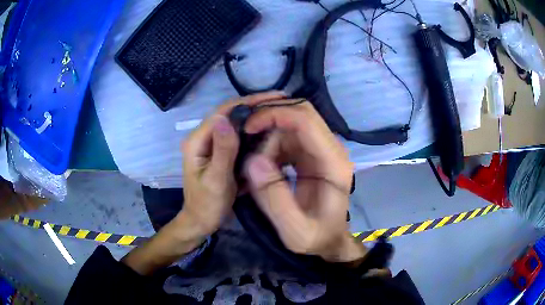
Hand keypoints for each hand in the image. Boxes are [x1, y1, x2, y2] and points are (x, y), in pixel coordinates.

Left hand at [122, 92, 285, 274]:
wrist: (201, 222)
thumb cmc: (207, 205)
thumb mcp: (216, 180)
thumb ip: (222, 150)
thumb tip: (226, 118)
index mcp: (197, 140)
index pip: (224, 112)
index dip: (249, 102)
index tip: (275, 97)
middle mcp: (203, 137)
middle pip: (230, 114)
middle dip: (255, 106)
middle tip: (282, 102)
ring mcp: (212, 144)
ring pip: (235, 124)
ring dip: (256, 117)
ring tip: (279, 112)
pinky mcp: (220, 152)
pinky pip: (238, 137)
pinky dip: (253, 132)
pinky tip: (269, 130)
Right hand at [243, 99, 366, 262]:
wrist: (329, 241)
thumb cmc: (316, 238)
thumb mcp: (295, 231)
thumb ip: (275, 199)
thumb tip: (253, 160)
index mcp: (333, 164)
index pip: (306, 121)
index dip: (275, 115)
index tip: (247, 128)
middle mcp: (331, 149)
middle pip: (301, 113)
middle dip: (269, 117)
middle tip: (244, 135)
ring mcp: (322, 150)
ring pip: (291, 123)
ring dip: (268, 135)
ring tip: (253, 164)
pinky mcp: (311, 154)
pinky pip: (288, 137)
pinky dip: (270, 144)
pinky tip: (261, 165)